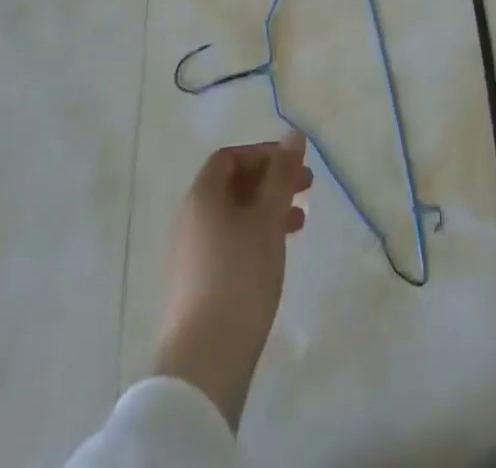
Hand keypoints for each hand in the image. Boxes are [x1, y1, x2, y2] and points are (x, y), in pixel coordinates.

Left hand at [153, 132, 313, 430]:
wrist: (204, 361)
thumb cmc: (240, 275)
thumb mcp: (268, 218)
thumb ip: (281, 174)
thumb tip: (294, 134)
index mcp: (202, 195)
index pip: (230, 157)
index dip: (263, 153)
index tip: (295, 165)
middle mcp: (190, 218)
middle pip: (231, 184)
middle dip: (270, 181)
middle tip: (306, 189)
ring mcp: (189, 253)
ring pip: (232, 215)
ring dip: (265, 210)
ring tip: (298, 224)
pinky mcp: (194, 285)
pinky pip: (227, 242)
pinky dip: (253, 236)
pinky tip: (274, 255)